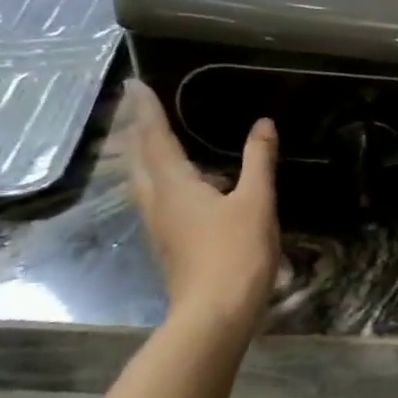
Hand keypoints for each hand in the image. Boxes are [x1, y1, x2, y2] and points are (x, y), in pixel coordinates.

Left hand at [119, 79, 280, 338]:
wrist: (214, 314)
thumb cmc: (236, 254)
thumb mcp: (257, 203)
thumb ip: (259, 161)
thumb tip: (263, 124)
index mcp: (174, 186)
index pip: (154, 138)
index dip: (147, 110)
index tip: (134, 83)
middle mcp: (157, 201)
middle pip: (139, 159)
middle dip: (137, 129)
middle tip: (138, 105)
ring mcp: (159, 226)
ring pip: (142, 180)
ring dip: (143, 154)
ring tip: (151, 136)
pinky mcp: (168, 243)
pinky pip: (155, 197)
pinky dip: (158, 177)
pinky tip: (177, 183)